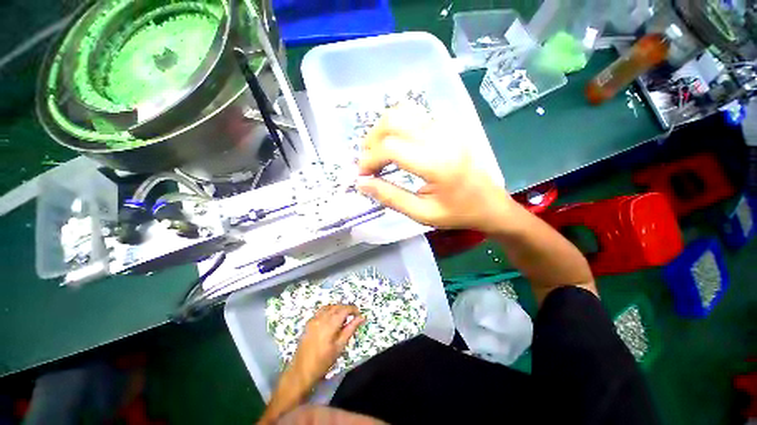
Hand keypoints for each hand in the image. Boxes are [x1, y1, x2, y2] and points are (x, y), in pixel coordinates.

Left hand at [288, 305, 364, 386]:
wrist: (301, 371)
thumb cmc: (323, 362)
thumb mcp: (340, 346)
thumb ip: (350, 329)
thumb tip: (361, 318)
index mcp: (330, 324)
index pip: (344, 309)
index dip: (353, 309)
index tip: (359, 314)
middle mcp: (321, 318)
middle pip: (337, 306)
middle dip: (346, 309)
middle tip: (353, 317)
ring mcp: (313, 319)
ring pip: (329, 307)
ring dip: (337, 309)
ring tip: (343, 318)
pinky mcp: (309, 323)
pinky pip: (321, 311)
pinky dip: (329, 311)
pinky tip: (331, 320)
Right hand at [357, 105, 514, 233]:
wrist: (491, 204)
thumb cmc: (458, 213)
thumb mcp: (422, 213)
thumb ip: (390, 197)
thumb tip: (361, 183)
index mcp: (437, 164)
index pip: (390, 148)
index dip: (369, 160)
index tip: (363, 175)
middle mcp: (441, 138)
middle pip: (393, 121)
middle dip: (371, 141)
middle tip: (369, 163)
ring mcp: (447, 128)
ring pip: (403, 112)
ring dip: (383, 131)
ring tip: (379, 153)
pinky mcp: (448, 127)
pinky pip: (415, 115)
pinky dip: (397, 127)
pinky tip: (397, 145)